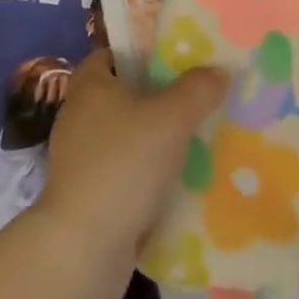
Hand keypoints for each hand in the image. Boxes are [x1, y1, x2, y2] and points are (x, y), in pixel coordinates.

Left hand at [36, 50, 227, 262]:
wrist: (84, 248)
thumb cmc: (124, 163)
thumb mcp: (172, 116)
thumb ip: (199, 88)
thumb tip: (219, 71)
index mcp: (89, 86)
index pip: (111, 53)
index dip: (140, 50)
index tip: (175, 55)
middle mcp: (79, 117)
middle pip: (123, 94)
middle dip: (157, 94)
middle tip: (196, 92)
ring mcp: (80, 160)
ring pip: (126, 134)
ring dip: (155, 136)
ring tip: (197, 134)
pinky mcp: (87, 196)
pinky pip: (124, 170)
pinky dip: (147, 171)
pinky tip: (179, 176)